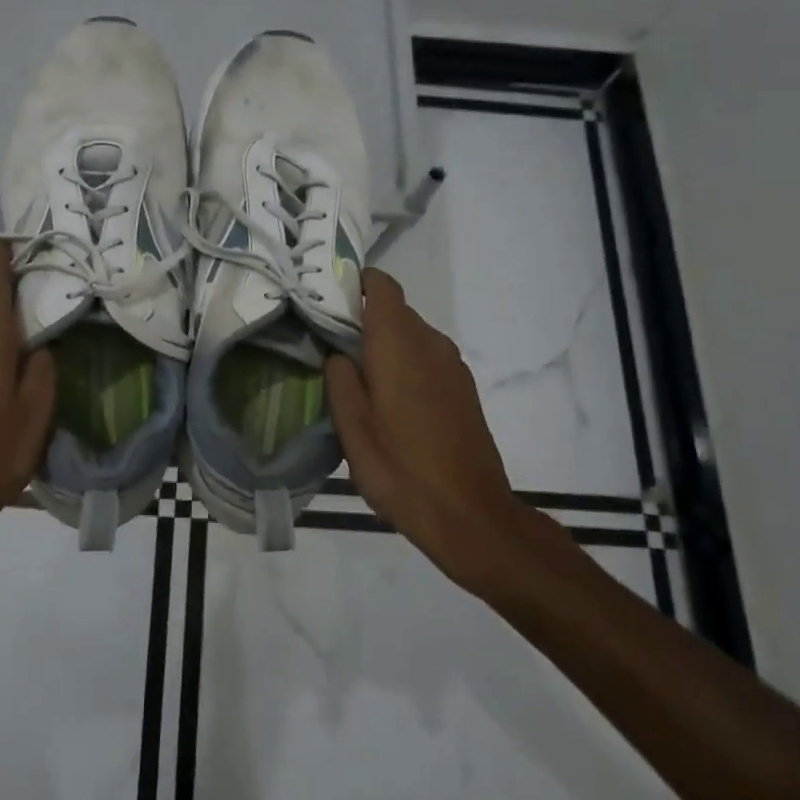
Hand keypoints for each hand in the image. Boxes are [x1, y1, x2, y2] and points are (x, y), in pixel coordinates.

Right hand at [326, 269, 574, 592]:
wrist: (472, 516)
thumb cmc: (402, 470)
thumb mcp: (353, 429)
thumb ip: (339, 380)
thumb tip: (337, 353)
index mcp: (399, 344)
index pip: (381, 285)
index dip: (355, 283)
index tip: (327, 301)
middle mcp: (431, 343)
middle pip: (394, 311)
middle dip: (362, 320)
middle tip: (329, 347)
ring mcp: (452, 365)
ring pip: (411, 336)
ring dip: (384, 346)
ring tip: (358, 380)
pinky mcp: (464, 388)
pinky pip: (427, 358)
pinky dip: (405, 364)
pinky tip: (390, 403)